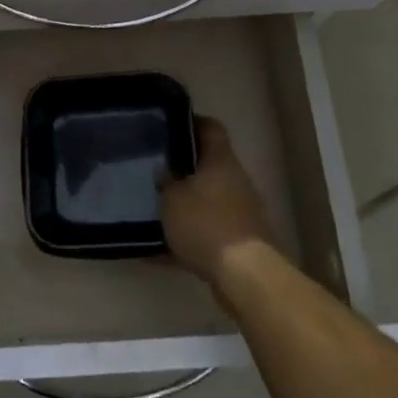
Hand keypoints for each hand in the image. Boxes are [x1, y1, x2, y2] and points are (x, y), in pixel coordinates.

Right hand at [160, 117, 278, 286]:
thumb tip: (165, 171)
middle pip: (208, 165)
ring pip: (206, 200)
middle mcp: (234, 181)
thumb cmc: (205, 223)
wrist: (244, 275)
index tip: (169, 125)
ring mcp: (240, 212)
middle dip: (182, 168)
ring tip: (153, 208)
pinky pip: (206, 232)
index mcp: (221, 161)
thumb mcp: (172, 198)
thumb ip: (166, 181)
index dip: (191, 122)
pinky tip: (156, 251)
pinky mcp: (238, 241)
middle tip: (154, 169)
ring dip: (184, 204)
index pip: (210, 128)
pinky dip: (185, 237)